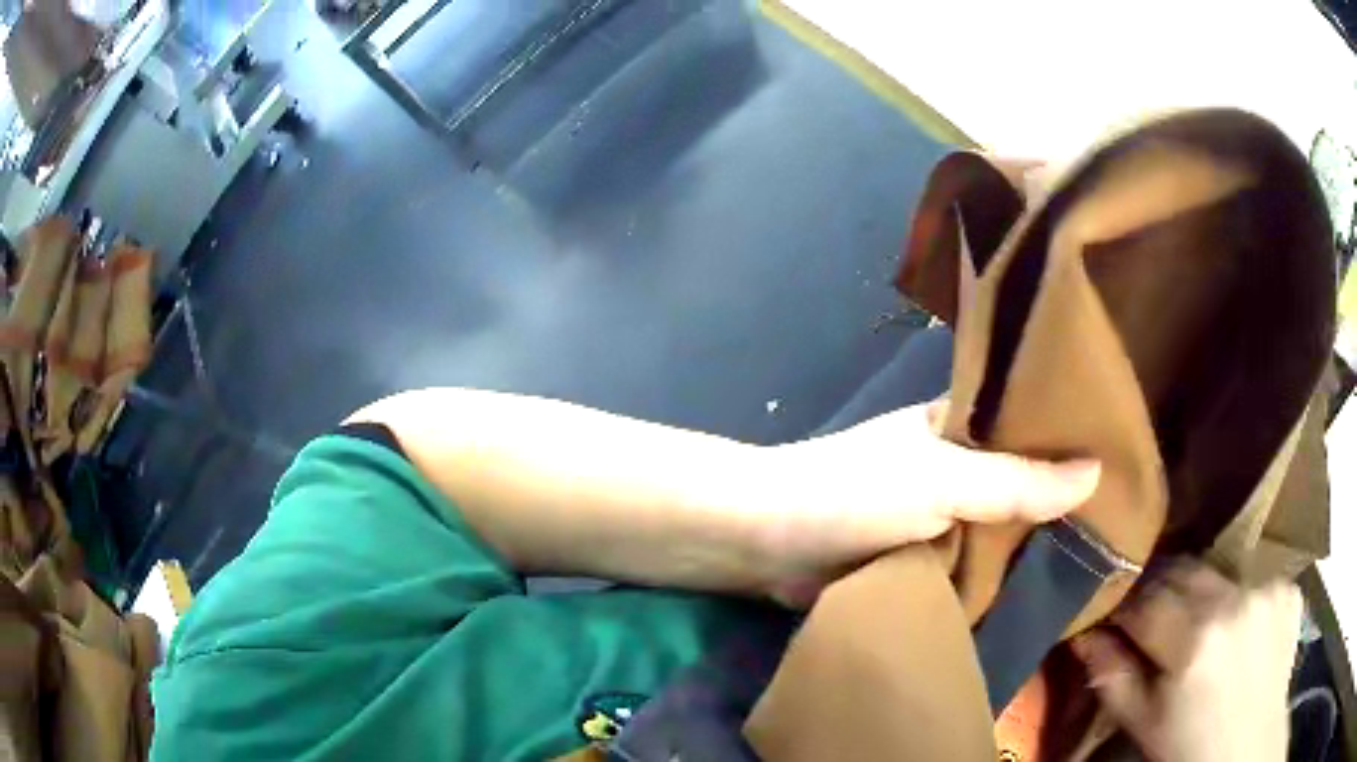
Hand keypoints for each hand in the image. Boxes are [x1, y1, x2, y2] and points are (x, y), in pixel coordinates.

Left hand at [758, 401, 1101, 606]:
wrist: (768, 544)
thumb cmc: (855, 493)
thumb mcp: (944, 480)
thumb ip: (1016, 482)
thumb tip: (1096, 471)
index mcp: (957, 426)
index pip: (1028, 424)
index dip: (1069, 439)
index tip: (1121, 461)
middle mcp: (953, 466)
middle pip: (1019, 482)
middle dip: (1058, 504)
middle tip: (1118, 524)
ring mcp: (936, 515)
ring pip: (996, 528)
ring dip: (1028, 546)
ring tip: (1093, 562)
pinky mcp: (917, 558)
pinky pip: (969, 564)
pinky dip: (995, 577)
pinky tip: (1037, 592)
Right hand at [1071, 561, 1301, 761]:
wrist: (1250, 747)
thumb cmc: (1190, 748)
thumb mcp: (1144, 725)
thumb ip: (1113, 677)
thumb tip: (1082, 633)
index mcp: (1192, 643)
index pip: (1143, 599)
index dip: (1123, 605)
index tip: (1112, 613)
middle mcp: (1232, 603)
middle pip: (1182, 570)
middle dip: (1159, 588)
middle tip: (1151, 614)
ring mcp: (1266, 589)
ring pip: (1218, 570)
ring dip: (1199, 592)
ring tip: (1196, 622)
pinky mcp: (1287, 586)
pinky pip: (1252, 578)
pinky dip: (1237, 598)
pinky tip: (1237, 627)